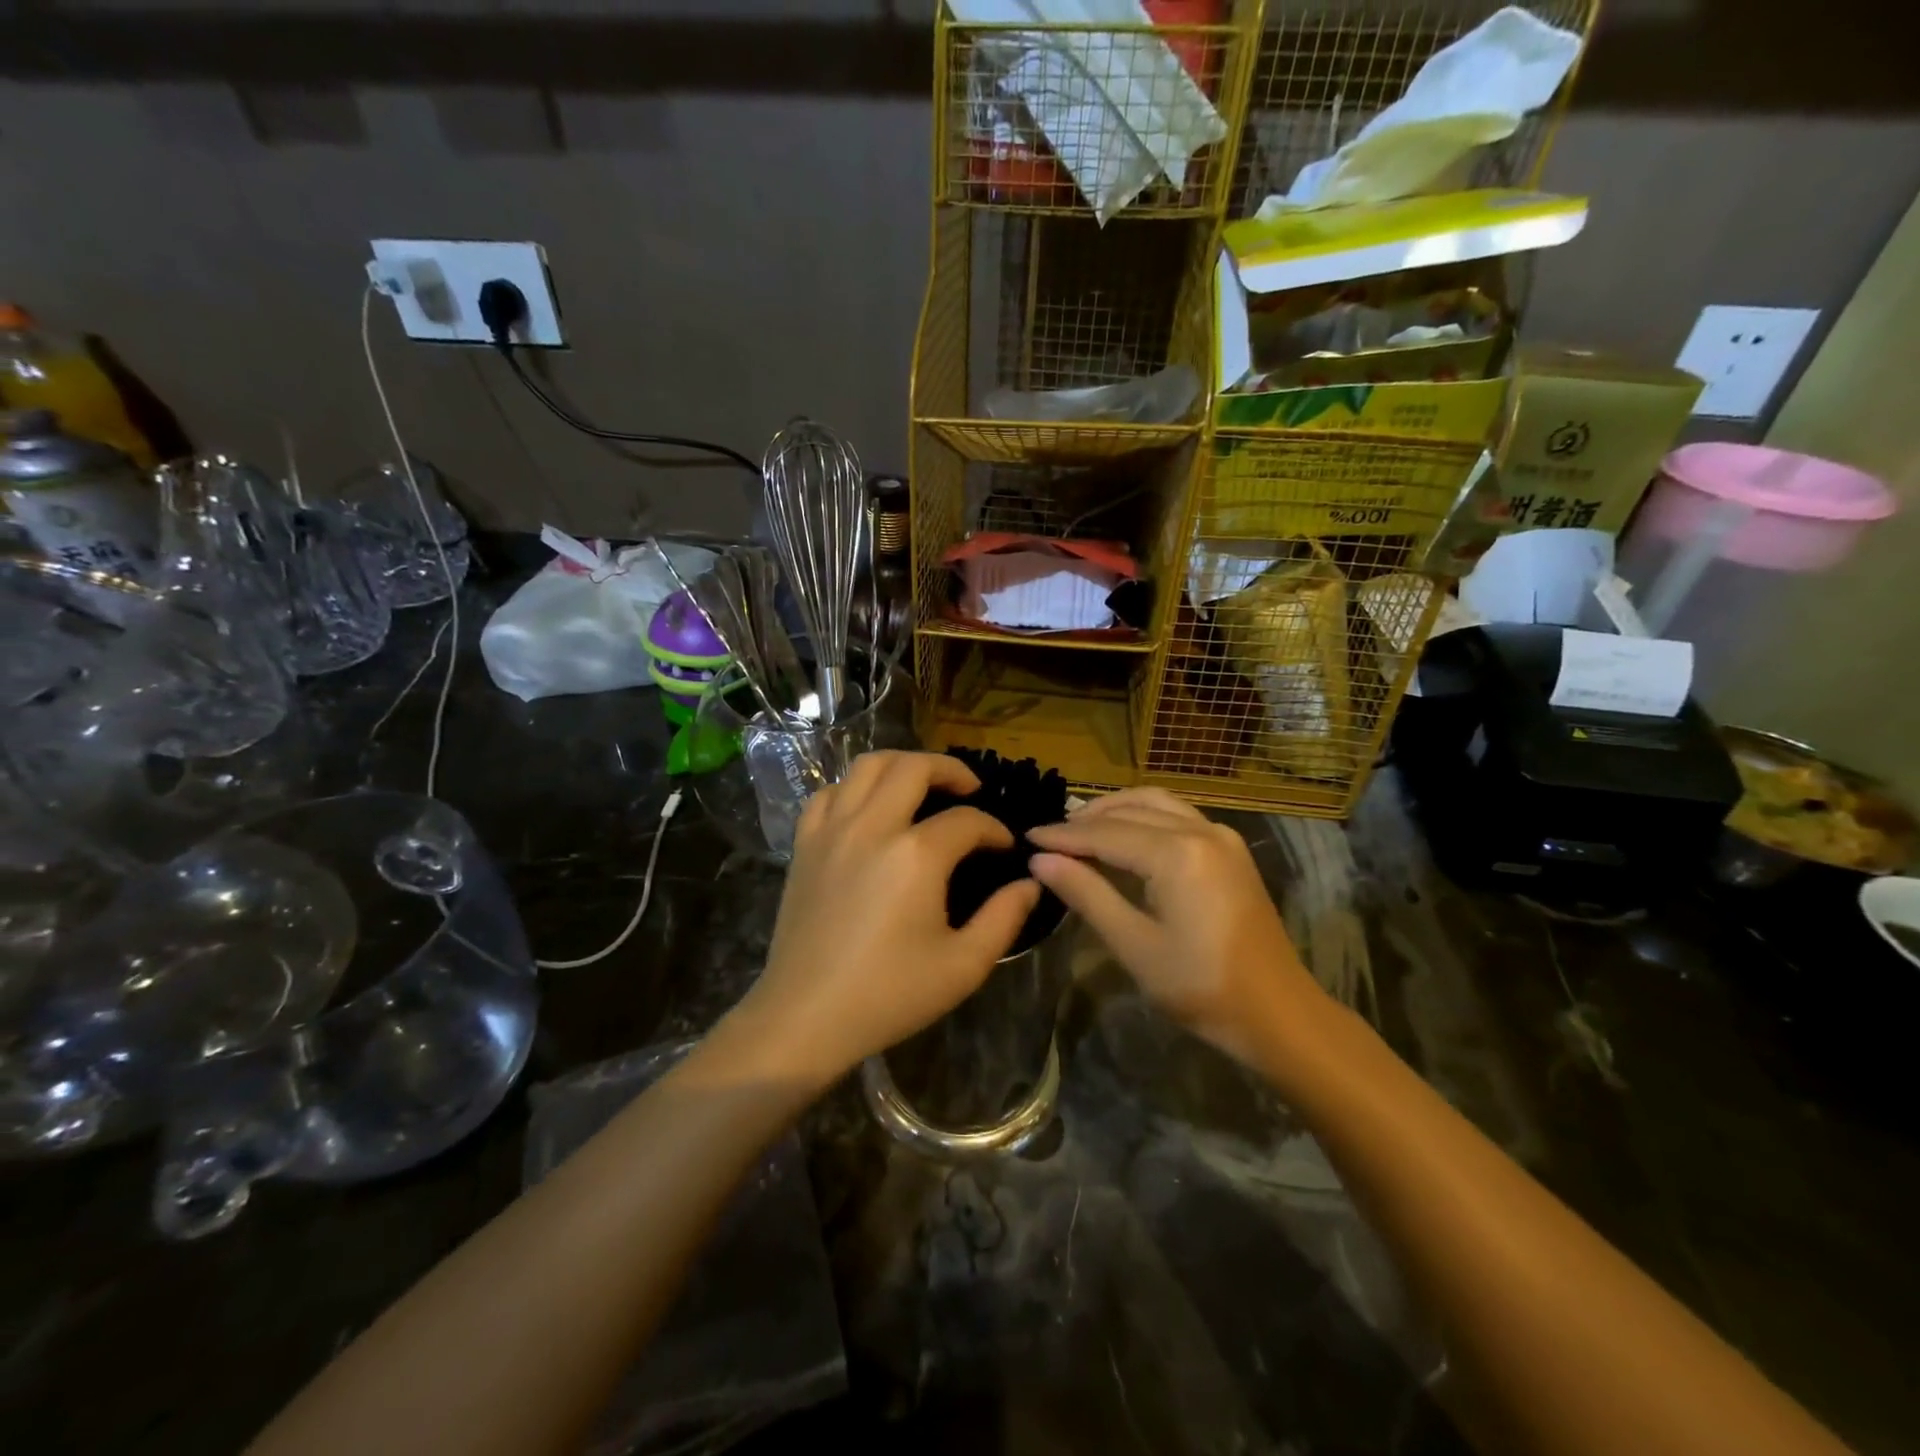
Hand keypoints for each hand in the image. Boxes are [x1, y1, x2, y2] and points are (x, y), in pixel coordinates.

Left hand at [733, 751, 1041, 1084]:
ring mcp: (832, 830)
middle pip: (914, 767)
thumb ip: (1004, 918)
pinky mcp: (805, 843)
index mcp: (916, 855)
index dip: (994, 830)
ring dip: (902, 766)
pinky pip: (830, 792)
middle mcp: (872, 826)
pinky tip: (868, 808)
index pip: (967, 821)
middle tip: (970, 790)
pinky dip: (854, 787)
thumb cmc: (889, 994)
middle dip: (951, 770)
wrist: (806, 1016)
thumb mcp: (964, 966)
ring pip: (867, 765)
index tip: (1005, 848)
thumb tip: (1030, 883)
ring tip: (922, 785)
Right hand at [1027, 788, 1324, 1063]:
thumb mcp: (1134, 944)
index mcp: (1177, 854)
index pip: (1105, 834)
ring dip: (1115, 810)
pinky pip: (1177, 815)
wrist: (1278, 1013)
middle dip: (1085, 821)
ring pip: (1156, 803)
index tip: (1027, 837)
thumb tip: (1041, 861)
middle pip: (1130, 811)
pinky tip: (1124, 836)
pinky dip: (1144, 816)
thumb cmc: (1200, 987)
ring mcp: (1221, 836)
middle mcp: (1201, 830)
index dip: (1063, 836)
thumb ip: (1086, 894)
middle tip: (1048, 838)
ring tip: (1080, 829)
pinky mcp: (1230, 849)